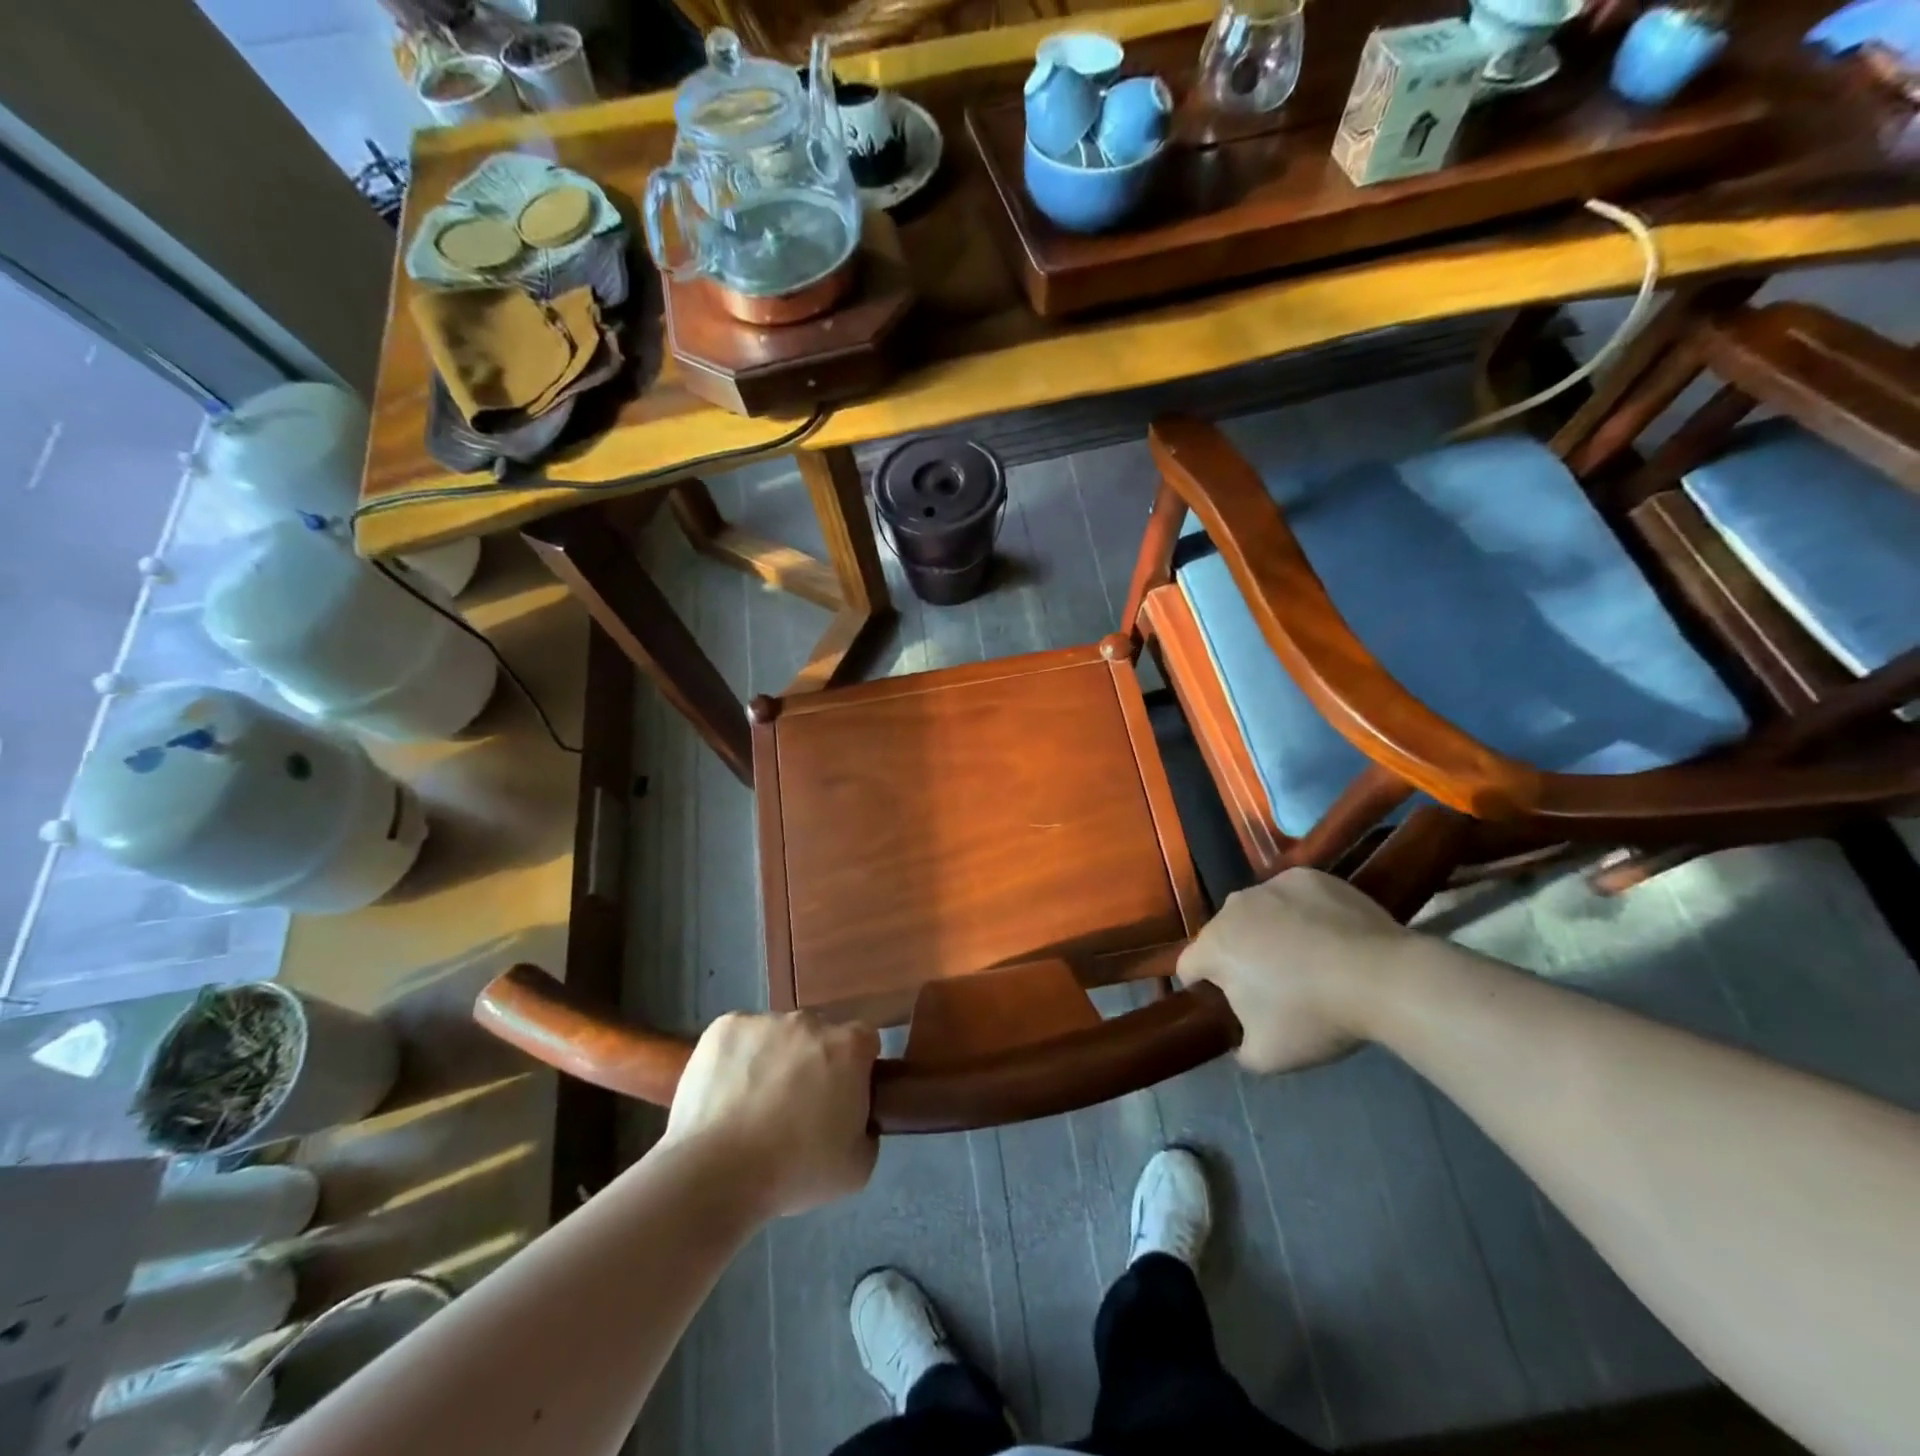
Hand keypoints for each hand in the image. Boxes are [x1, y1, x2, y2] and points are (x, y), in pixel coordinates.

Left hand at [665, 1012, 879, 1217]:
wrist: (716, 1173)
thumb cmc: (794, 1171)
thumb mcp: (856, 1168)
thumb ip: (867, 1132)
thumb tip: (856, 1120)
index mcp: (848, 1047)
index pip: (864, 1043)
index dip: (855, 1069)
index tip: (841, 1098)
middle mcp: (810, 1021)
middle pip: (819, 1034)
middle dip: (813, 1061)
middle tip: (796, 1106)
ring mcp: (765, 1020)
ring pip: (777, 1035)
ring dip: (774, 1058)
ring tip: (753, 1105)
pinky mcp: (724, 1027)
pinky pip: (740, 1037)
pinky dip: (737, 1058)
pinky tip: (726, 1094)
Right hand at [1177, 868, 1410, 1074]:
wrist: (1382, 977)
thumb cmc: (1314, 1016)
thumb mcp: (1267, 1056)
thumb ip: (1239, 1049)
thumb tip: (1240, 1041)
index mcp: (1215, 947)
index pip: (1188, 966)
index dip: (1201, 986)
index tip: (1226, 1004)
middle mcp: (1233, 908)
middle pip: (1223, 935)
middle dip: (1238, 956)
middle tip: (1273, 986)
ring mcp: (1270, 886)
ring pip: (1257, 912)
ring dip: (1267, 931)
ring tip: (1306, 957)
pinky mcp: (1306, 876)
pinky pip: (1291, 896)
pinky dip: (1300, 912)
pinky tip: (1328, 934)